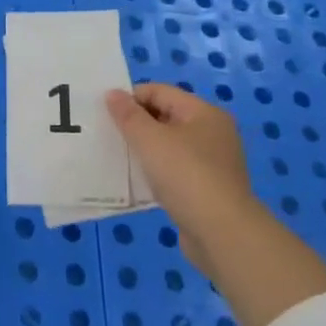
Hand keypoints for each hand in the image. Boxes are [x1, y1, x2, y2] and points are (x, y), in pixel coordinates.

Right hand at [107, 84, 260, 277]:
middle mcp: (213, 133)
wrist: (222, 234)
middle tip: (106, 135)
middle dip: (135, 123)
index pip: (160, 91)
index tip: (104, 113)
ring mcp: (213, 162)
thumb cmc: (186, 176)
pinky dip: (155, 171)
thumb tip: (113, 93)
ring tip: (117, 158)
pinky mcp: (207, 189)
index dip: (130, 98)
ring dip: (144, 149)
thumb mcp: (150, 140)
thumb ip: (128, 115)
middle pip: (166, 116)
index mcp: (204, 113)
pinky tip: (137, 181)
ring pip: (169, 145)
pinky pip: (175, 170)